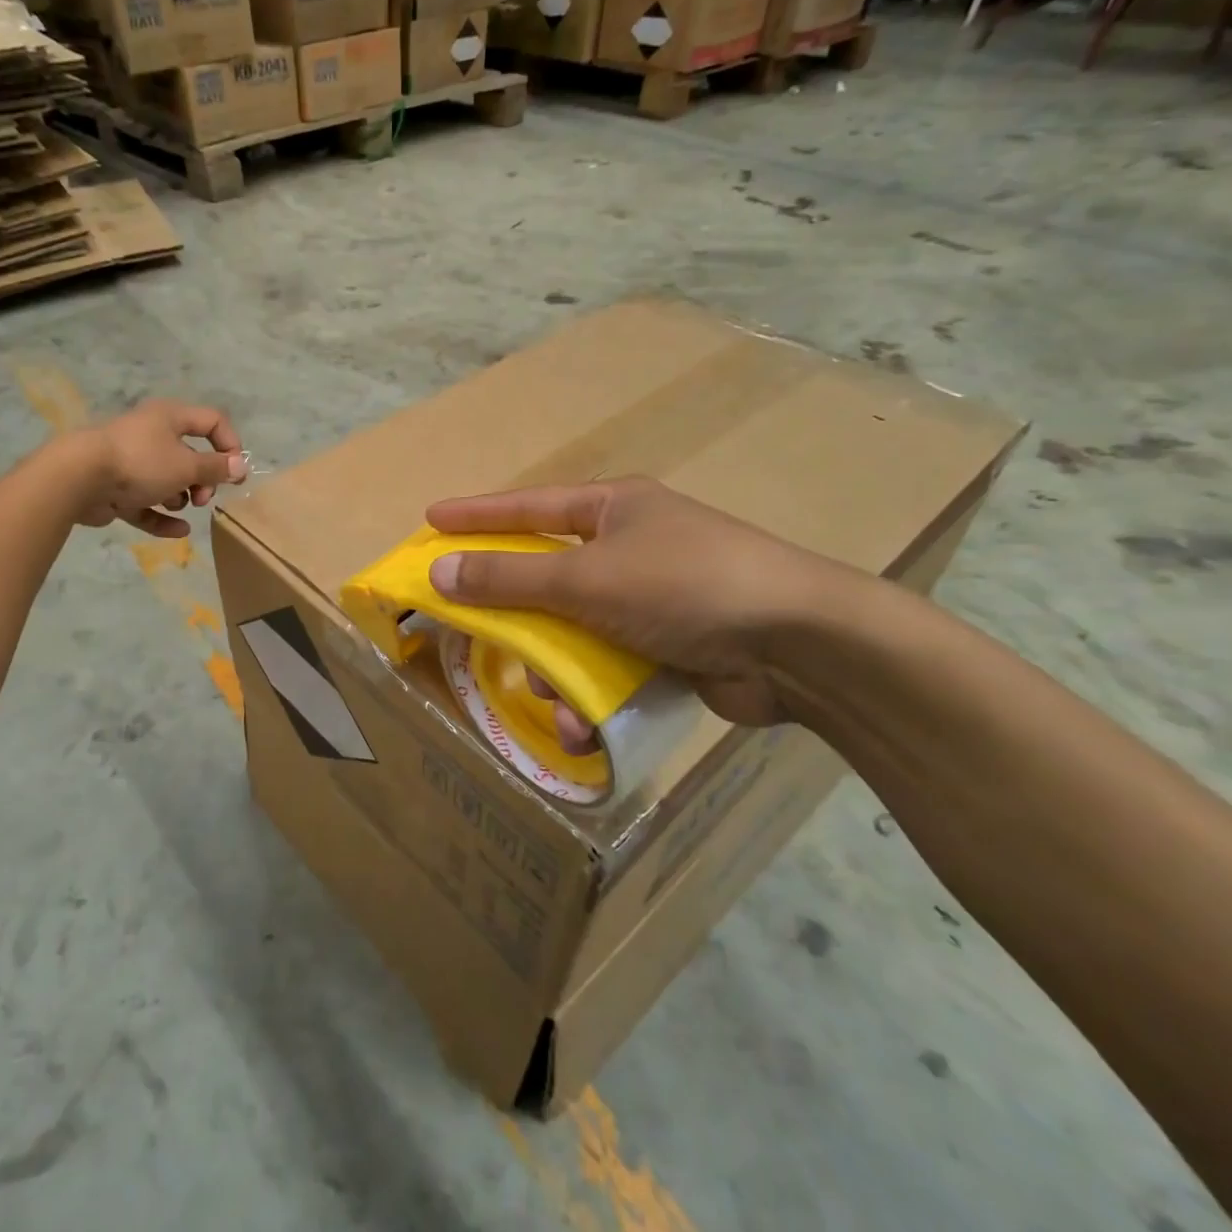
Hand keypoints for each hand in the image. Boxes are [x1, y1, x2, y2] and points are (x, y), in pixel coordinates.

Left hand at [73, 399, 246, 538]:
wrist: (79, 478)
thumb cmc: (140, 462)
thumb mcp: (186, 465)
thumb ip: (216, 468)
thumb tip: (241, 466)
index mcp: (170, 418)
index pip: (212, 421)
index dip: (230, 445)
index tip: (235, 473)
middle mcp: (152, 435)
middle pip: (191, 455)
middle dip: (203, 479)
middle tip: (203, 496)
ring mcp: (132, 464)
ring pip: (168, 481)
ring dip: (180, 497)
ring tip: (175, 504)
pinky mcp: (117, 490)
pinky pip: (147, 504)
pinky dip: (162, 517)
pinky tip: (179, 532)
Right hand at [425, 478, 860, 729]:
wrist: (800, 645)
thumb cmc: (683, 586)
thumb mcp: (585, 578)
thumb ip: (509, 578)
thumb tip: (439, 571)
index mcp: (613, 509)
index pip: (528, 506)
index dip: (476, 515)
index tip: (431, 518)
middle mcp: (630, 547)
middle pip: (547, 574)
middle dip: (513, 609)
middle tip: (467, 623)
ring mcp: (652, 599)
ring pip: (574, 631)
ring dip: (555, 669)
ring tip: (550, 699)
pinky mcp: (669, 648)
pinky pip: (608, 667)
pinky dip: (592, 696)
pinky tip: (584, 725)